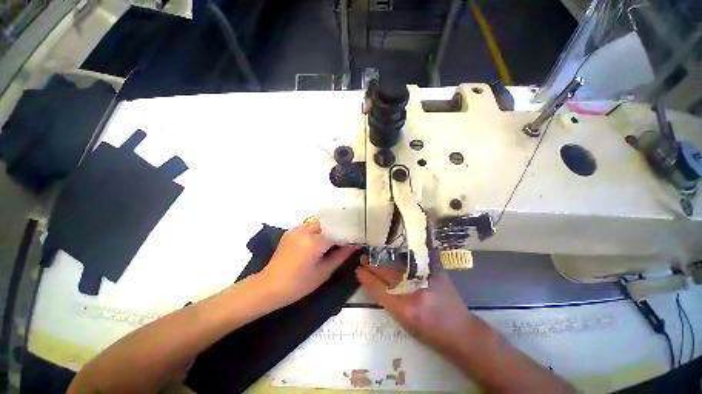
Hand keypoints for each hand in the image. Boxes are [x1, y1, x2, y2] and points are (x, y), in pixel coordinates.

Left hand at [259, 221, 356, 305]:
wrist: (269, 287)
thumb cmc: (298, 285)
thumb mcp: (323, 272)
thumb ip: (341, 256)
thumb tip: (354, 245)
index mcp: (314, 242)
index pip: (337, 232)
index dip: (348, 235)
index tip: (356, 238)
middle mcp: (305, 230)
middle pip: (328, 222)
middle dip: (339, 228)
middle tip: (347, 236)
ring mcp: (296, 229)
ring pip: (318, 221)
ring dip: (328, 227)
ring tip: (336, 236)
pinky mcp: (291, 231)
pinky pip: (309, 225)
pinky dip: (318, 229)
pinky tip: (321, 238)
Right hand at [355, 256, 478, 357]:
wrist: (461, 332)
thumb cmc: (431, 333)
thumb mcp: (406, 323)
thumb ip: (390, 301)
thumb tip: (375, 283)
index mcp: (405, 309)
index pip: (379, 289)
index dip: (367, 278)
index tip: (358, 270)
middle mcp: (415, 292)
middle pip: (387, 274)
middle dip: (373, 265)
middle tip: (363, 258)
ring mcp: (426, 278)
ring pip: (398, 264)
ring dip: (384, 258)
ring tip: (374, 254)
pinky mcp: (436, 270)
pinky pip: (414, 259)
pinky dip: (401, 255)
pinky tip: (393, 249)